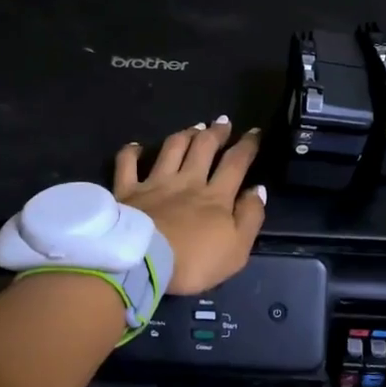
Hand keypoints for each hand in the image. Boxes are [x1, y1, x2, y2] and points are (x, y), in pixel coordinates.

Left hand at [114, 117, 266, 294]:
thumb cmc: (194, 262)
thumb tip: (258, 189)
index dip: (247, 146)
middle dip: (216, 132)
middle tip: (223, 122)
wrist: (144, 264)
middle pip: (204, 147)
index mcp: (216, 196)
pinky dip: (132, 152)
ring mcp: (155, 183)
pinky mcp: (128, 191)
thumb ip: (250, 217)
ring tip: (194, 127)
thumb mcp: (237, 249)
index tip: (254, 132)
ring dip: (185, 135)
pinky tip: (136, 146)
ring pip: (172, 148)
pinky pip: (127, 164)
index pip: (235, 163)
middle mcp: (187, 181)